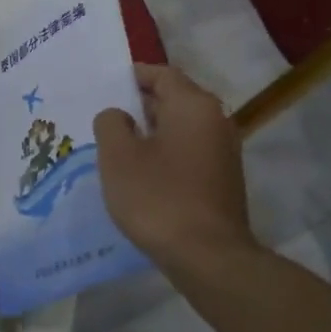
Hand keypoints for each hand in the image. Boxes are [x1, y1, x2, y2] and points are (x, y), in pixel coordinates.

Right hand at [95, 65, 254, 274]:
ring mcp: (224, 151)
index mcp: (193, 105)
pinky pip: (189, 151)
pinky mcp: (223, 179)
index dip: (134, 76)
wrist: (208, 257)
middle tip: (107, 116)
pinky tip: (143, 172)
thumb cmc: (158, 197)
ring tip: (119, 145)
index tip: (107, 84)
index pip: (162, 74)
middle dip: (140, 104)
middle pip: (174, 99)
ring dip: (153, 131)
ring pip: (181, 128)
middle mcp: (215, 120)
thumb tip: (119, 115)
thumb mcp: (118, 157)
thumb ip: (111, 124)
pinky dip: (166, 152)